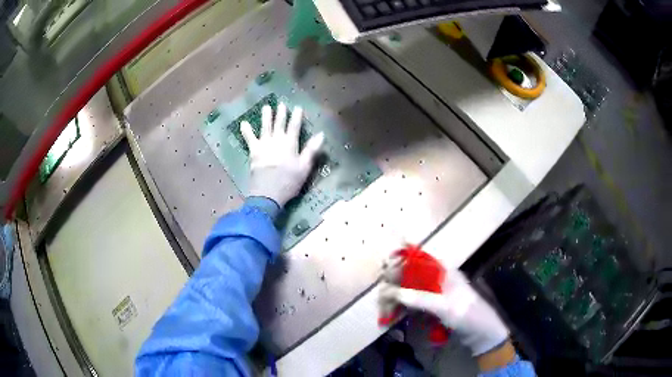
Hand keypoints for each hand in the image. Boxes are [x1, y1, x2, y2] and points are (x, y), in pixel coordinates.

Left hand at [240, 103, 323, 206]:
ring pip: (265, 127)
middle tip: (281, 104)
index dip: (297, 116)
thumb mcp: (305, 167)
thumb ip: (312, 150)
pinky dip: (246, 131)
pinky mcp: (254, 151)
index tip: (298, 107)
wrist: (268, 193)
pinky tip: (243, 123)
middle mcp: (277, 140)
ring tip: (266, 107)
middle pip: (279, 123)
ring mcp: (264, 144)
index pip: (295, 126)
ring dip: (266, 117)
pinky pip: (249, 138)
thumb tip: (321, 134)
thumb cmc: (289, 182)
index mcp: (290, 144)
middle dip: (281, 113)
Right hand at [380, 258, 508, 356]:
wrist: (481, 334)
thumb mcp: (444, 307)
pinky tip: (394, 315)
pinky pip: (413, 304)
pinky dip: (403, 308)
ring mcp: (435, 293)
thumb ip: (419, 299)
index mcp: (444, 271)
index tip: (384, 269)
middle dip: (394, 284)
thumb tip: (391, 291)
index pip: (419, 259)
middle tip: (380, 297)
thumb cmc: (467, 315)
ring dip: (397, 299)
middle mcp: (438, 279)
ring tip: (384, 310)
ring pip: (410, 290)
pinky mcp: (433, 307)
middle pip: (411, 275)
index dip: (401, 260)